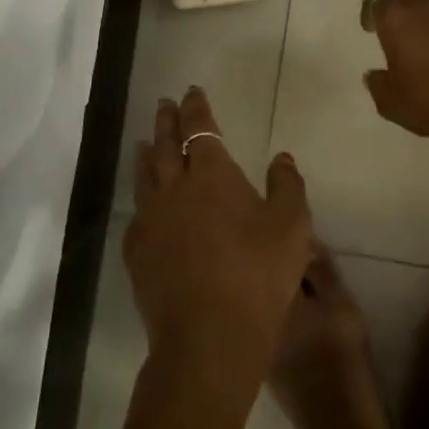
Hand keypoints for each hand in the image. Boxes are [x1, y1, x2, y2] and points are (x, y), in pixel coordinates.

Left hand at [127, 87, 312, 389]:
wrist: (209, 336)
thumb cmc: (258, 274)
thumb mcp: (292, 226)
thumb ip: (287, 185)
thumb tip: (281, 156)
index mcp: (212, 175)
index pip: (200, 129)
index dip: (196, 108)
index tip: (192, 92)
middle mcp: (174, 189)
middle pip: (164, 145)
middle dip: (166, 121)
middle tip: (164, 105)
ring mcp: (150, 221)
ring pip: (144, 176)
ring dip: (146, 154)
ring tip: (144, 142)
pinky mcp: (137, 253)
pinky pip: (136, 215)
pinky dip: (141, 200)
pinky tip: (144, 205)